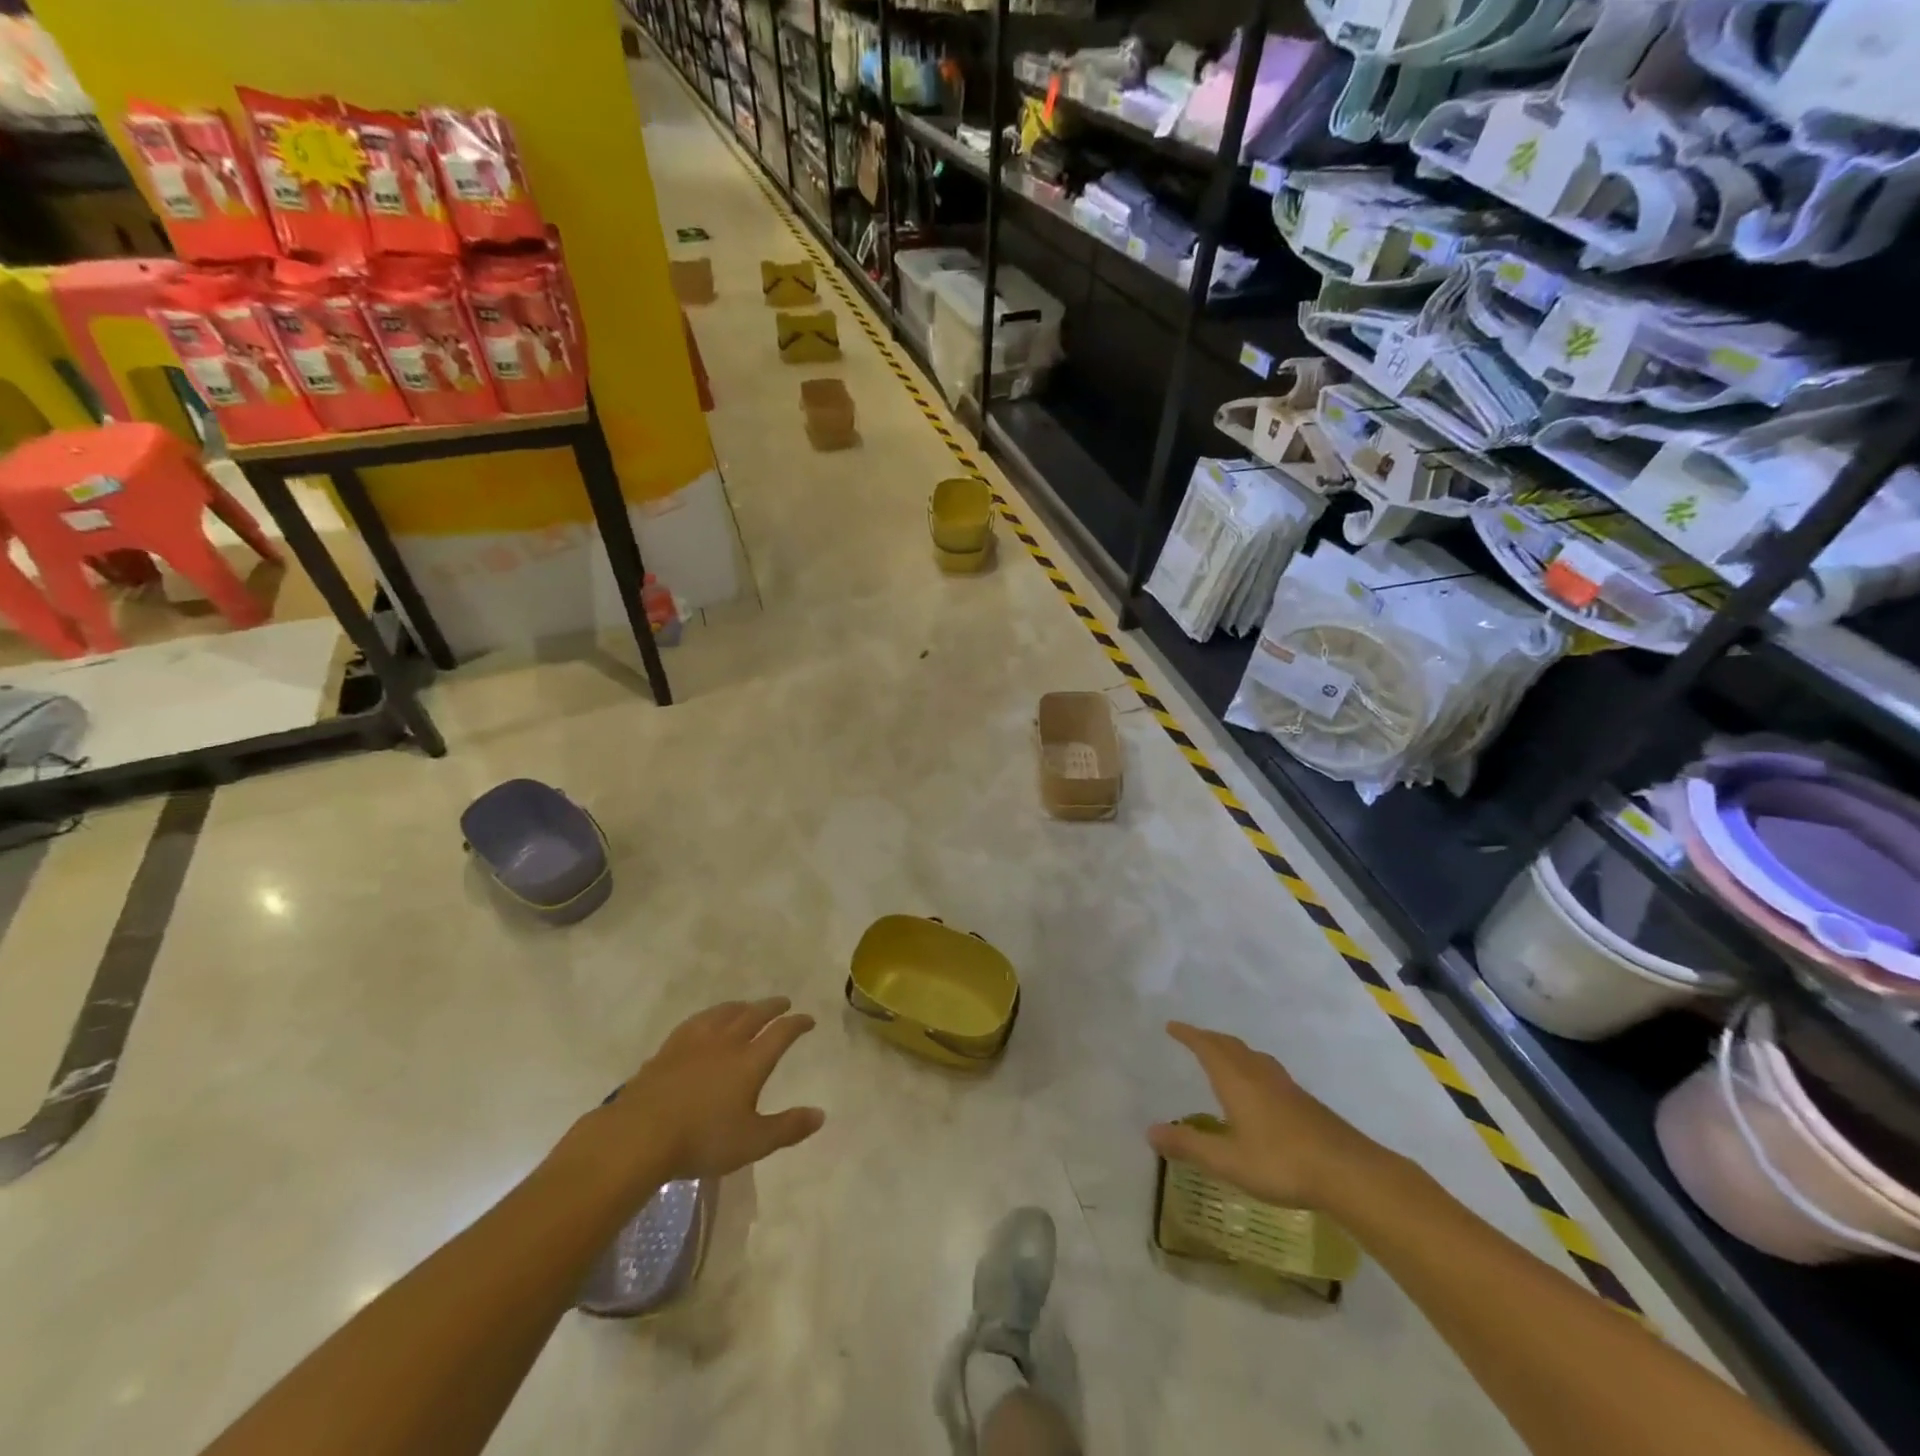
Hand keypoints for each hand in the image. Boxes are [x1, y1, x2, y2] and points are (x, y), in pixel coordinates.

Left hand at [575, 998, 824, 1189]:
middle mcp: (726, 1042)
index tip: (808, 1020)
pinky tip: (706, 1021)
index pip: (781, 1033)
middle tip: (783, 1002)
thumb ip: (788, 1128)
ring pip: (724, 1013)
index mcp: (750, 1061)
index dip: (797, 1024)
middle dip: (772, 1007)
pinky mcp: (669, 1049)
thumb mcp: (752, 1142)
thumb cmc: (702, 1140)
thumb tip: (820, 1115)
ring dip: (741, 1006)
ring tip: (747, 1006)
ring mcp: (695, 1042)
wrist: (639, 1135)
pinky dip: (710, 1015)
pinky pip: (696, 1021)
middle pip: (754, 1014)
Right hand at [1148, 1021, 1388, 1211]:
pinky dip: (1251, 1066)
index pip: (1206, 1046)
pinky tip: (1257, 1089)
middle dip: (1208, 1039)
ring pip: (1251, 1056)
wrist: (1348, 1172)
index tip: (1172, 1026)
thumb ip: (1189, 1145)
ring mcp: (1284, 1085)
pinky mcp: (1303, 1101)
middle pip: (1229, 1045)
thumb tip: (1150, 1131)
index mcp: (1236, 1079)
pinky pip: (1267, 1070)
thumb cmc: (1280, 1162)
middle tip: (1192, 1038)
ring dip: (1232, 1050)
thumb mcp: (1228, 1160)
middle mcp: (1258, 1073)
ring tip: (1223, 1057)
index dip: (1188, 1035)